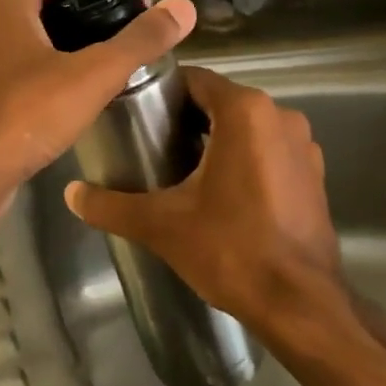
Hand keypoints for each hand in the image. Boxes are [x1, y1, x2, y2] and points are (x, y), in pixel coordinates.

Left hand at [0, 0, 195, 223]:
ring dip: (69, 28)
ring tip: (110, 43)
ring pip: (32, 27)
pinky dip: (53, 55)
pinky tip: (79, 78)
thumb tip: (183, 8)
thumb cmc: (26, 114)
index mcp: (7, 2)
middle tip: (127, 13)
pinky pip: (22, 56)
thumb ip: (139, 41)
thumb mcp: (93, 75)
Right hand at [62, 66, 347, 329]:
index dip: (162, 91)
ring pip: (247, 127)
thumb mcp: (161, 225)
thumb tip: (71, 193)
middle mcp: (280, 116)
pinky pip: (269, 150)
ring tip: (180, 166)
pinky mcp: (314, 175)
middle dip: (186, 117)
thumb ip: (110, 205)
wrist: (300, 305)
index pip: (194, 79)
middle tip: (150, 142)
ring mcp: (304, 146)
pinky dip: (244, 159)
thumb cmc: (231, 249)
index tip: (136, 112)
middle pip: (220, 101)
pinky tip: (220, 191)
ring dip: (216, 138)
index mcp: (245, 112)